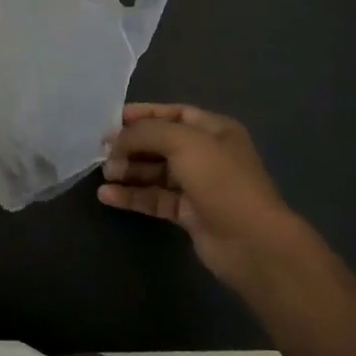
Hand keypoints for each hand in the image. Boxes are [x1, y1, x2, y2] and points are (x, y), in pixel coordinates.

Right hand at [99, 104, 307, 292]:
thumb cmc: (221, 181)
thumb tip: (116, 139)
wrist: (251, 242)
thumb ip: (146, 133)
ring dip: (130, 171)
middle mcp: (207, 154)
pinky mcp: (189, 214)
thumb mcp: (183, 142)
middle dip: (132, 145)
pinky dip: (132, 196)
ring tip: (105, 174)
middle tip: (103, 151)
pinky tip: (107, 196)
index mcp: (214, 129)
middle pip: (161, 143)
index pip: (173, 113)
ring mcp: (198, 185)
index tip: (113, 120)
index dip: (144, 114)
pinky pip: (155, 198)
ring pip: (156, 172)